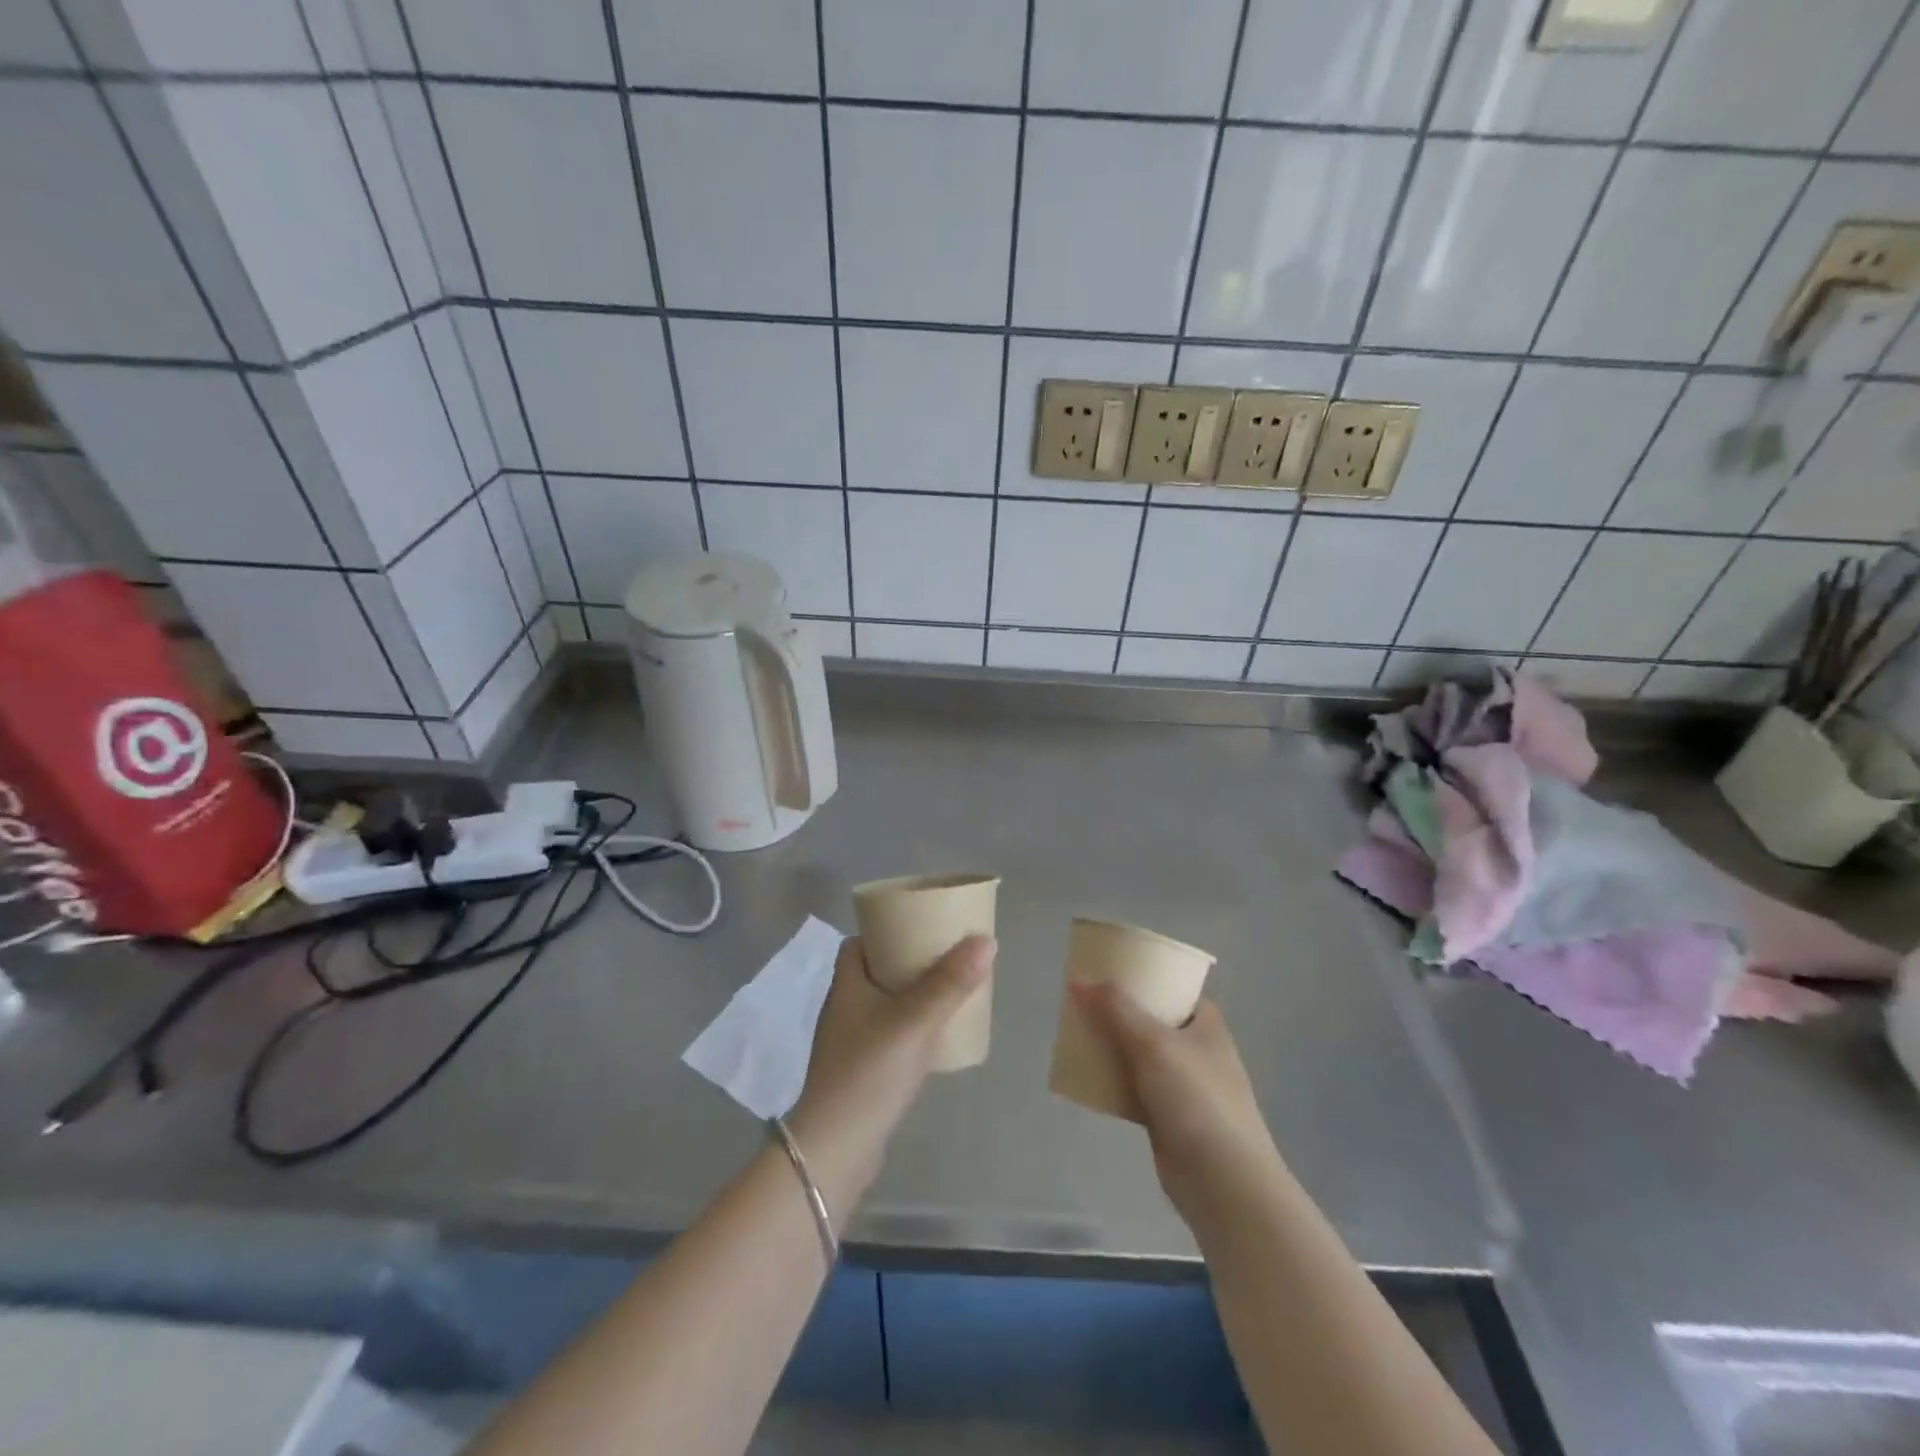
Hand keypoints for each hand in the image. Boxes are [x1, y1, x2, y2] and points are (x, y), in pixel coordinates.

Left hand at [788, 935, 994, 1210]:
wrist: (836, 1150)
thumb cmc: (869, 1073)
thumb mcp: (914, 1022)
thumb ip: (950, 983)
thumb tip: (985, 940)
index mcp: (846, 985)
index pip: (859, 943)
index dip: (886, 930)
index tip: (920, 925)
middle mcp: (844, 1007)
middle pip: (876, 971)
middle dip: (908, 962)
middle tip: (946, 957)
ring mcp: (850, 1042)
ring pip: (885, 1004)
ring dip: (913, 995)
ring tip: (949, 991)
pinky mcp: (861, 1071)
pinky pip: (890, 1034)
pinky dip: (911, 1027)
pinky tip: (936, 1036)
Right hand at [1069, 984, 1282, 1226]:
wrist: (1223, 1183)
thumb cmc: (1196, 1099)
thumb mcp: (1153, 1042)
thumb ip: (1115, 1009)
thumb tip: (1078, 979)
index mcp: (1206, 1024)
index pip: (1174, 988)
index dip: (1144, 977)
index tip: (1109, 971)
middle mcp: (1197, 1050)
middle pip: (1152, 1020)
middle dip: (1119, 1012)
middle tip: (1083, 1002)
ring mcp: (1184, 1086)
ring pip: (1139, 1055)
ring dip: (1112, 1046)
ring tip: (1078, 1033)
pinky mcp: (1168, 1118)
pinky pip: (1133, 1088)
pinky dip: (1112, 1081)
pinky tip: (1085, 1076)